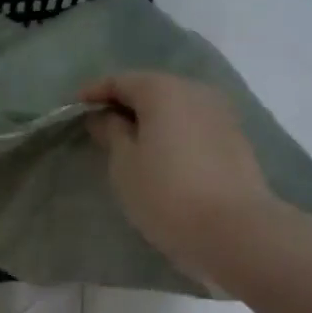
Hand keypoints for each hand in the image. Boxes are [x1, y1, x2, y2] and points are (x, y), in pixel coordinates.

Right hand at [80, 71, 273, 283]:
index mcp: (164, 90)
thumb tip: (105, 116)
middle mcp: (196, 92)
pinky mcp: (236, 140)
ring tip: (129, 142)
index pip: (120, 80)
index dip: (94, 92)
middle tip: (100, 126)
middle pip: (152, 88)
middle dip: (124, 103)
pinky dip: (172, 132)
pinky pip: (193, 125)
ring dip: (151, 118)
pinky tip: (161, 154)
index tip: (74, 108)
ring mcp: (221, 115)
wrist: (237, 232)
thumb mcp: (124, 164)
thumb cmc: (167, 194)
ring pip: (176, 107)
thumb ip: (111, 132)